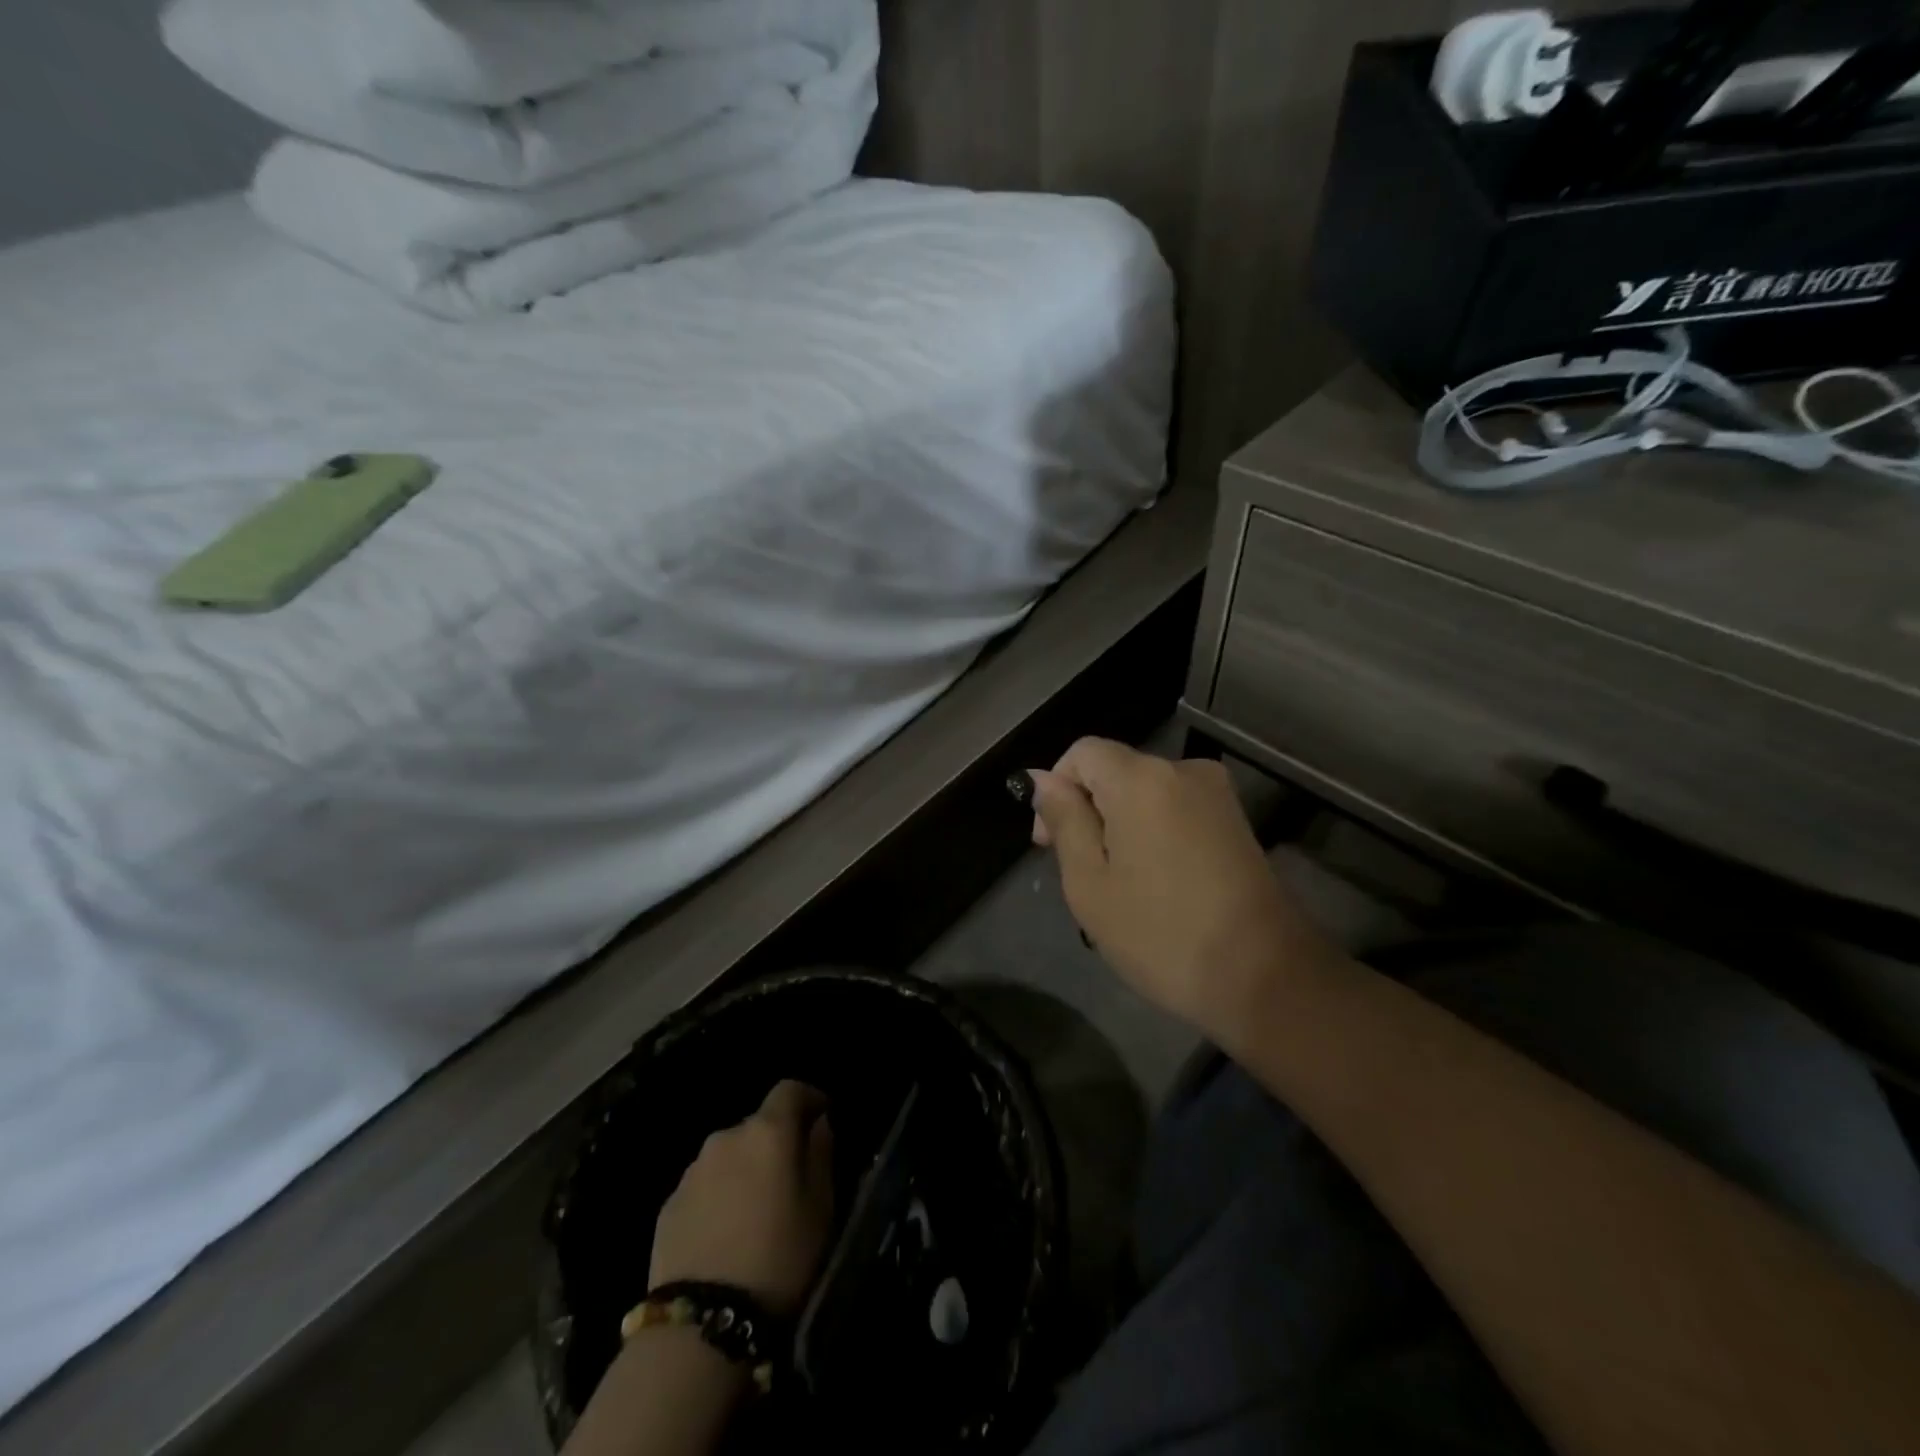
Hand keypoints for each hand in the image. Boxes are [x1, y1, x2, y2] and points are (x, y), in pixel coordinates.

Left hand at [649, 1081, 836, 1318]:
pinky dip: (720, 1197)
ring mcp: (692, 1171)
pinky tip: (726, 1235)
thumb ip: (821, 1154)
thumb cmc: (780, 1259)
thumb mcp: (821, 1207)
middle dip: (776, 1142)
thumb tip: (818, 1124)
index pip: (790, 1089)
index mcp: (768, 1131)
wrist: (702, 1326)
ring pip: (729, 1156)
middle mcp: (726, 1137)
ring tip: (757, 1213)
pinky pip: (705, 1187)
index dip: (810, 1098)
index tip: (823, 1119)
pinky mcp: (669, 1205)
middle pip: (759, 1125)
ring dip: (746, 1170)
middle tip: (791, 1180)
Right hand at [1029, 739, 1342, 1039]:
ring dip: (1119, 825)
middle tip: (1080, 874)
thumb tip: (1041, 779)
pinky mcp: (1235, 821)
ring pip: (1144, 793)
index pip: (1083, 752)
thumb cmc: (1161, 933)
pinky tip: (1154, 882)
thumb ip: (1064, 820)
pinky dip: (1152, 832)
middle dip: (1088, 811)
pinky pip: (1175, 809)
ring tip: (1117, 885)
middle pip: (1115, 770)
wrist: (1264, 977)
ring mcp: (1216, 794)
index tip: (1047, 843)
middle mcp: (1182, 770)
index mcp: (1141, 778)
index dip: (1056, 788)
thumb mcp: (1090, 882)